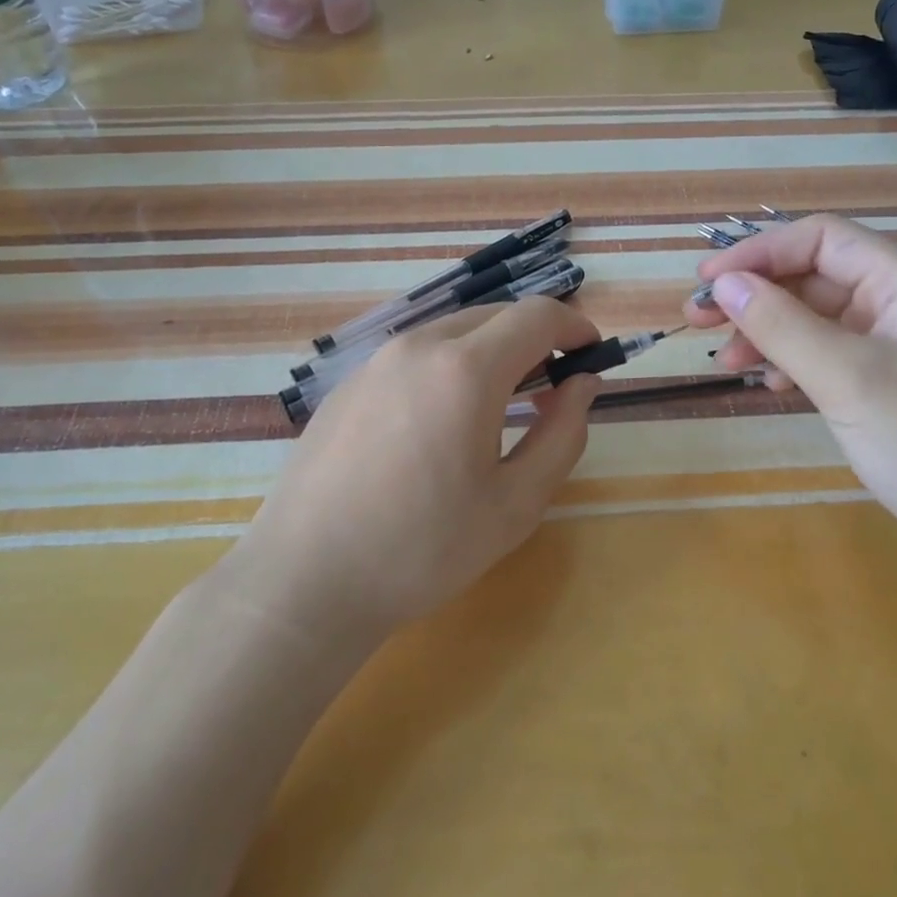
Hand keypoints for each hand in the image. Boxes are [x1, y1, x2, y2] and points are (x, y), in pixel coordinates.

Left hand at [229, 298, 601, 640]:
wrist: (305, 581)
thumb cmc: (422, 549)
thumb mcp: (515, 504)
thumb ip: (563, 434)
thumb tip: (582, 384)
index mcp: (465, 369)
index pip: (537, 315)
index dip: (575, 326)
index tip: (591, 355)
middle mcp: (418, 347)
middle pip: (495, 316)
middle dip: (535, 339)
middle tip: (551, 390)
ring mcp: (375, 361)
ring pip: (452, 332)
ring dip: (491, 352)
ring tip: (498, 408)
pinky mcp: (348, 384)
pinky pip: (414, 355)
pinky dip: (448, 366)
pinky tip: (440, 423)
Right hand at [686, 215, 896, 603]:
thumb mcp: (848, 378)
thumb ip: (782, 325)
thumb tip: (723, 284)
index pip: (821, 239)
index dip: (760, 252)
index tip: (707, 282)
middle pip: (815, 277)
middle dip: (756, 294)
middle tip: (698, 320)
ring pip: (817, 320)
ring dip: (768, 331)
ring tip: (724, 360)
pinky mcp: (889, 388)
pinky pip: (829, 356)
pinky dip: (792, 362)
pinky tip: (768, 385)